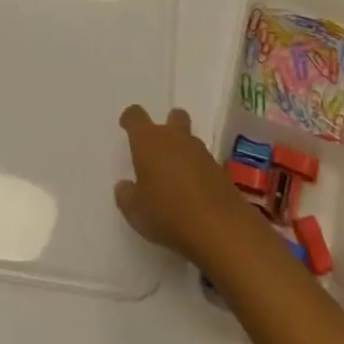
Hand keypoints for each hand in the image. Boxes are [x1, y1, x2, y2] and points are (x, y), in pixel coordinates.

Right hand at [114, 104, 254, 263]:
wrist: (218, 226)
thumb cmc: (167, 213)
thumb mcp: (135, 212)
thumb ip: (126, 196)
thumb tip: (124, 186)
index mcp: (149, 141)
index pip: (136, 116)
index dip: (130, 119)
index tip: (126, 125)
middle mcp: (175, 137)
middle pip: (173, 117)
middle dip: (167, 125)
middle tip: (159, 148)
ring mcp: (200, 151)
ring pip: (189, 139)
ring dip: (183, 150)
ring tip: (175, 176)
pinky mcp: (219, 168)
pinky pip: (203, 161)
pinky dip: (197, 170)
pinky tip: (193, 192)